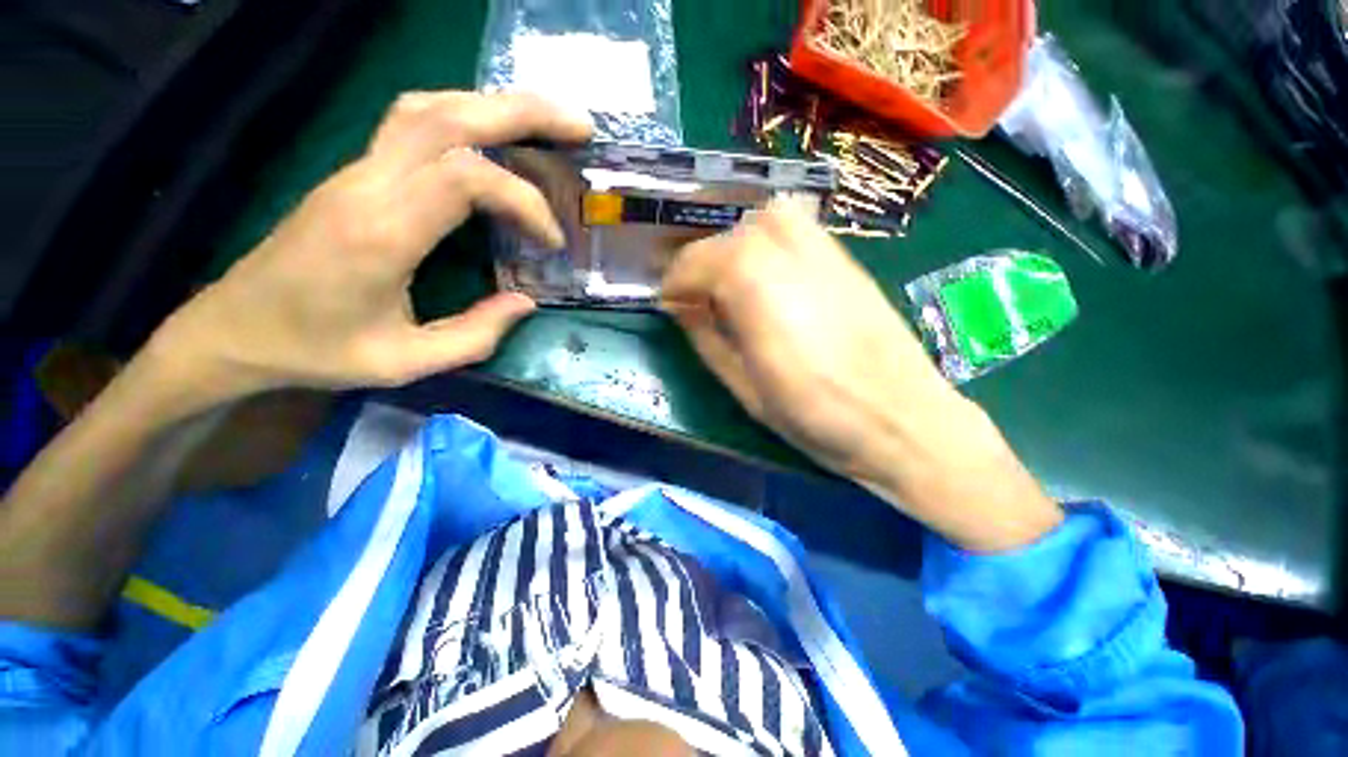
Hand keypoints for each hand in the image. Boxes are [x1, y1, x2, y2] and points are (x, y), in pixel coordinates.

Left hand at [144, 91, 591, 414]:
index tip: (551, 241)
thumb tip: (526, 302)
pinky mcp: (355, 173)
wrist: (234, 329)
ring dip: (492, 105)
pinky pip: (413, 124)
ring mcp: (357, 171)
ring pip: (429, 106)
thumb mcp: (406, 362)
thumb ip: (476, 335)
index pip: (467, 180)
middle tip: (578, 127)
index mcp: (382, 233)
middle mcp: (369, 185)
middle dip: (523, 113)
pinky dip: (463, 118)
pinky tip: (490, 136)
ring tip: (542, 122)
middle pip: (449, 116)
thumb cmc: (316, 351)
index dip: (524, 202)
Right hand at [662, 201, 1061, 550]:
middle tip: (699, 296)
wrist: (904, 420)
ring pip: (767, 218)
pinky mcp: (848, 260)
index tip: (668, 303)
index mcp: (759, 294)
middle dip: (704, 261)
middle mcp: (791, 258)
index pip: (701, 261)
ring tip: (732, 282)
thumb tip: (682, 308)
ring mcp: (826, 253)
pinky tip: (770, 276)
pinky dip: (769, 241)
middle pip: (734, 234)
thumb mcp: (745, 390)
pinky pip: (798, 228)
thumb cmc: (817, 418)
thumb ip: (707, 339)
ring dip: (737, 244)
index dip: (676, 281)